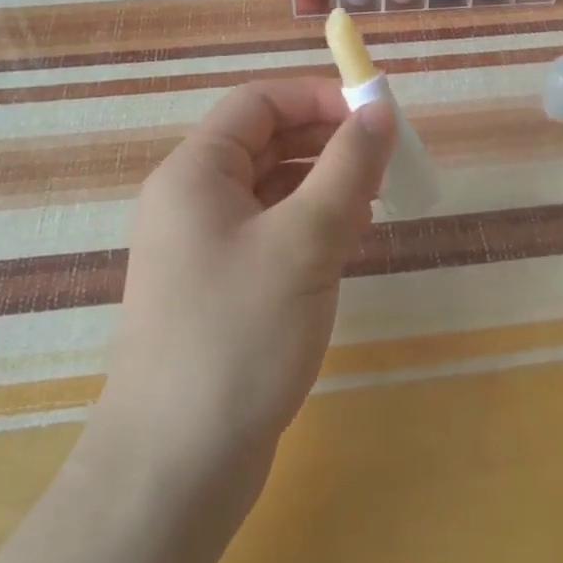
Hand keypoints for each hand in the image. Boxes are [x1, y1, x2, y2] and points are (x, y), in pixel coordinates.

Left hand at [100, 78, 395, 480]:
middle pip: (266, 141)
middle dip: (328, 141)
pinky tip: (347, 241)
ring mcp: (204, 246)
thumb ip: (348, 167)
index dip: (319, 97)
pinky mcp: (221, 286)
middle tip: (386, 161)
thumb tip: (380, 110)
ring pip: (272, 187)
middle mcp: (192, 199)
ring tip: (375, 201)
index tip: (375, 115)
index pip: (259, 102)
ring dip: (324, 183)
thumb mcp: (305, 240)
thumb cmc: (238, 334)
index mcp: (195, 172)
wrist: (176, 466)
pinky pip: (271, 230)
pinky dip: (310, 223)